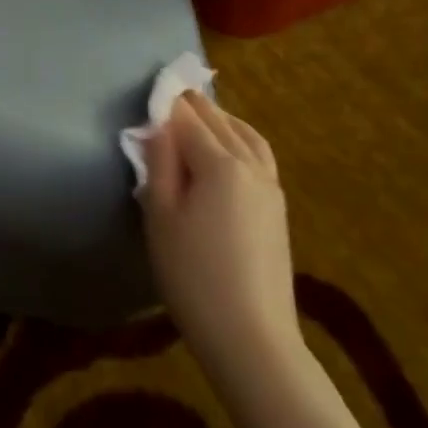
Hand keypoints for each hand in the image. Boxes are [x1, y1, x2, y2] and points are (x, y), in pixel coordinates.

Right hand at [142, 91, 303, 395]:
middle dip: (193, 105)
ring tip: (199, 113)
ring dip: (220, 118)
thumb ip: (159, 164)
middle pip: (219, 121)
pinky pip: (258, 154)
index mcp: (220, 164)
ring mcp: (270, 186)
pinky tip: (228, 149)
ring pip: (245, 134)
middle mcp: (251, 165)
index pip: (188, 119)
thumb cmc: (193, 275)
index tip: (149, 91)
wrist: (251, 335)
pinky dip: (240, 138)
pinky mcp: (278, 207)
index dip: (166, 103)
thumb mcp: (160, 216)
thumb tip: (158, 126)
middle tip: (169, 94)